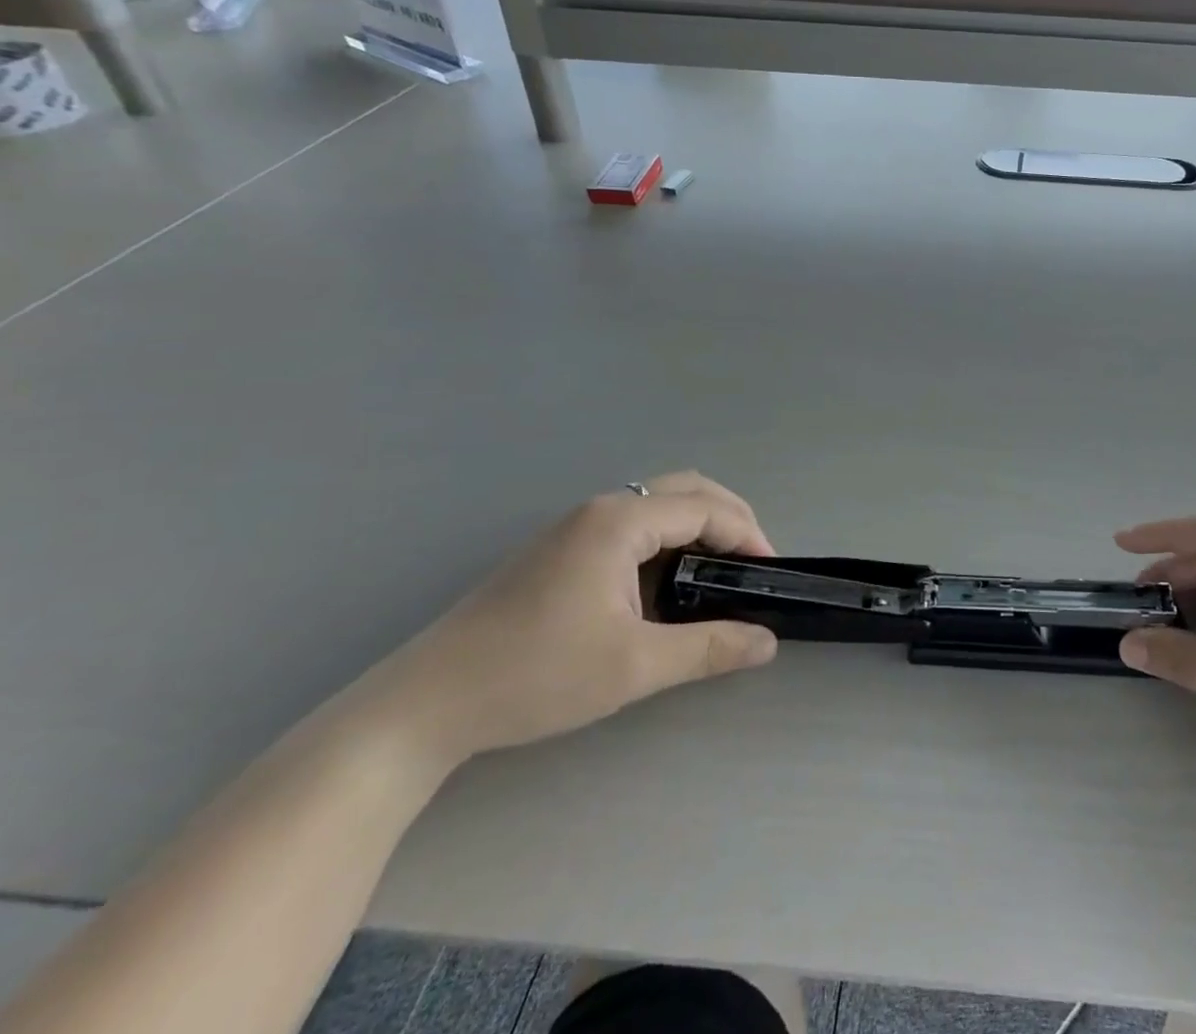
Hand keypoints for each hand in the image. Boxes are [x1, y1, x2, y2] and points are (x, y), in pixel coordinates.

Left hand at [360, 473, 779, 769]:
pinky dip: (667, 542)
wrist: (424, 705)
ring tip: (718, 574)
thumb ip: (709, 647)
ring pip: (657, 506)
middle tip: (752, 564)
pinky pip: (632, 527)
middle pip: (686, 490)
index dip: (747, 534)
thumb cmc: (535, 675)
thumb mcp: (633, 666)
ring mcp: (575, 527)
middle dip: (729, 518)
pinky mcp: (559, 550)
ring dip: (697, 528)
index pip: (706, 508)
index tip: (770, 574)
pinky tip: (667, 587)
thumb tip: (767, 642)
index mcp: (620, 521)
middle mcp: (600, 509)